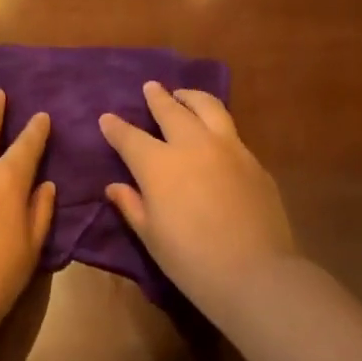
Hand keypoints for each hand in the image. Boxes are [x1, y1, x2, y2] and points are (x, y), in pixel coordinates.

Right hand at [99, 82, 294, 315]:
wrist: (254, 272)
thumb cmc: (190, 260)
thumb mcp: (151, 236)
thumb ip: (132, 205)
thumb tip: (115, 186)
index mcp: (159, 164)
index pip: (130, 138)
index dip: (116, 127)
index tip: (107, 118)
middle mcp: (193, 145)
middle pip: (172, 111)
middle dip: (157, 98)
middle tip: (151, 88)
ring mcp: (228, 148)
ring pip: (208, 108)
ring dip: (191, 98)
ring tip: (184, 95)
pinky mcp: (253, 161)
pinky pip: (231, 132)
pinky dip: (216, 123)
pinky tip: (214, 134)